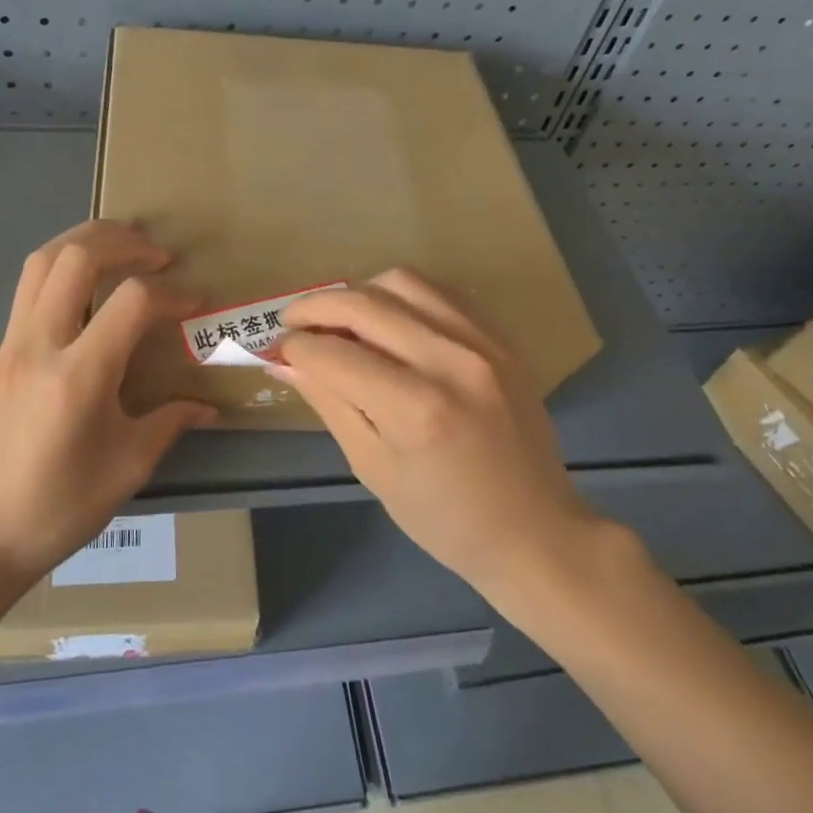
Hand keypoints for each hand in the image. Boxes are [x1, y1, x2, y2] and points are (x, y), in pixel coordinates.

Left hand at [0, 221, 216, 593]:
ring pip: (41, 261)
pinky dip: (63, 269)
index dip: (172, 294)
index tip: (196, 305)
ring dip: (85, 242)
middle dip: (123, 241)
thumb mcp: (126, 469)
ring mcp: (11, 345)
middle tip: (158, 254)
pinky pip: (28, 288)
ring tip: (121, 250)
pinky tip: (86, 294)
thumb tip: (206, 406)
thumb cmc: (55, 510)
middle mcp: (39, 345)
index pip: (132, 301)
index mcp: (78, 376)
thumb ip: (169, 424)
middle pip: (76, 256)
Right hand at [275, 269, 603, 595]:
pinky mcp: (502, 338)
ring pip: (403, 281)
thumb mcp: (373, 469)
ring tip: (341, 320)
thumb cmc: (445, 520)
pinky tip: (388, 321)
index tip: (277, 352)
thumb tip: (285, 362)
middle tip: (291, 323)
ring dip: (359, 293)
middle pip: (364, 304)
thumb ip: (330, 403)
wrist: (535, 531)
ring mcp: (484, 343)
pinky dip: (402, 297)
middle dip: (314, 307)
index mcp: (417, 409)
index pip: (334, 354)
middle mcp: (452, 361)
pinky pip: (440, 292)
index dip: (295, 348)